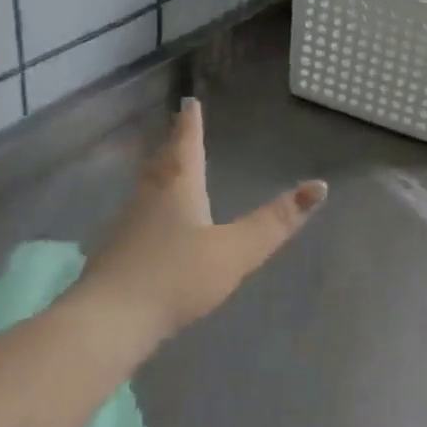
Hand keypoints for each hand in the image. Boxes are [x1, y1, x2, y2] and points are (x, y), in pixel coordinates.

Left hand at [79, 99, 325, 343]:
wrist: (106, 324)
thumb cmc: (174, 278)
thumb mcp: (234, 252)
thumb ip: (275, 222)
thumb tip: (319, 186)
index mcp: (178, 188)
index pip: (186, 145)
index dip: (191, 124)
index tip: (189, 102)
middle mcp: (149, 197)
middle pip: (162, 162)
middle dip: (174, 144)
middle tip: (178, 129)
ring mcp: (127, 226)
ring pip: (146, 187)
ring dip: (159, 172)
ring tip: (166, 168)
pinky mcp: (113, 254)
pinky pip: (136, 215)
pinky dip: (147, 205)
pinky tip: (148, 224)